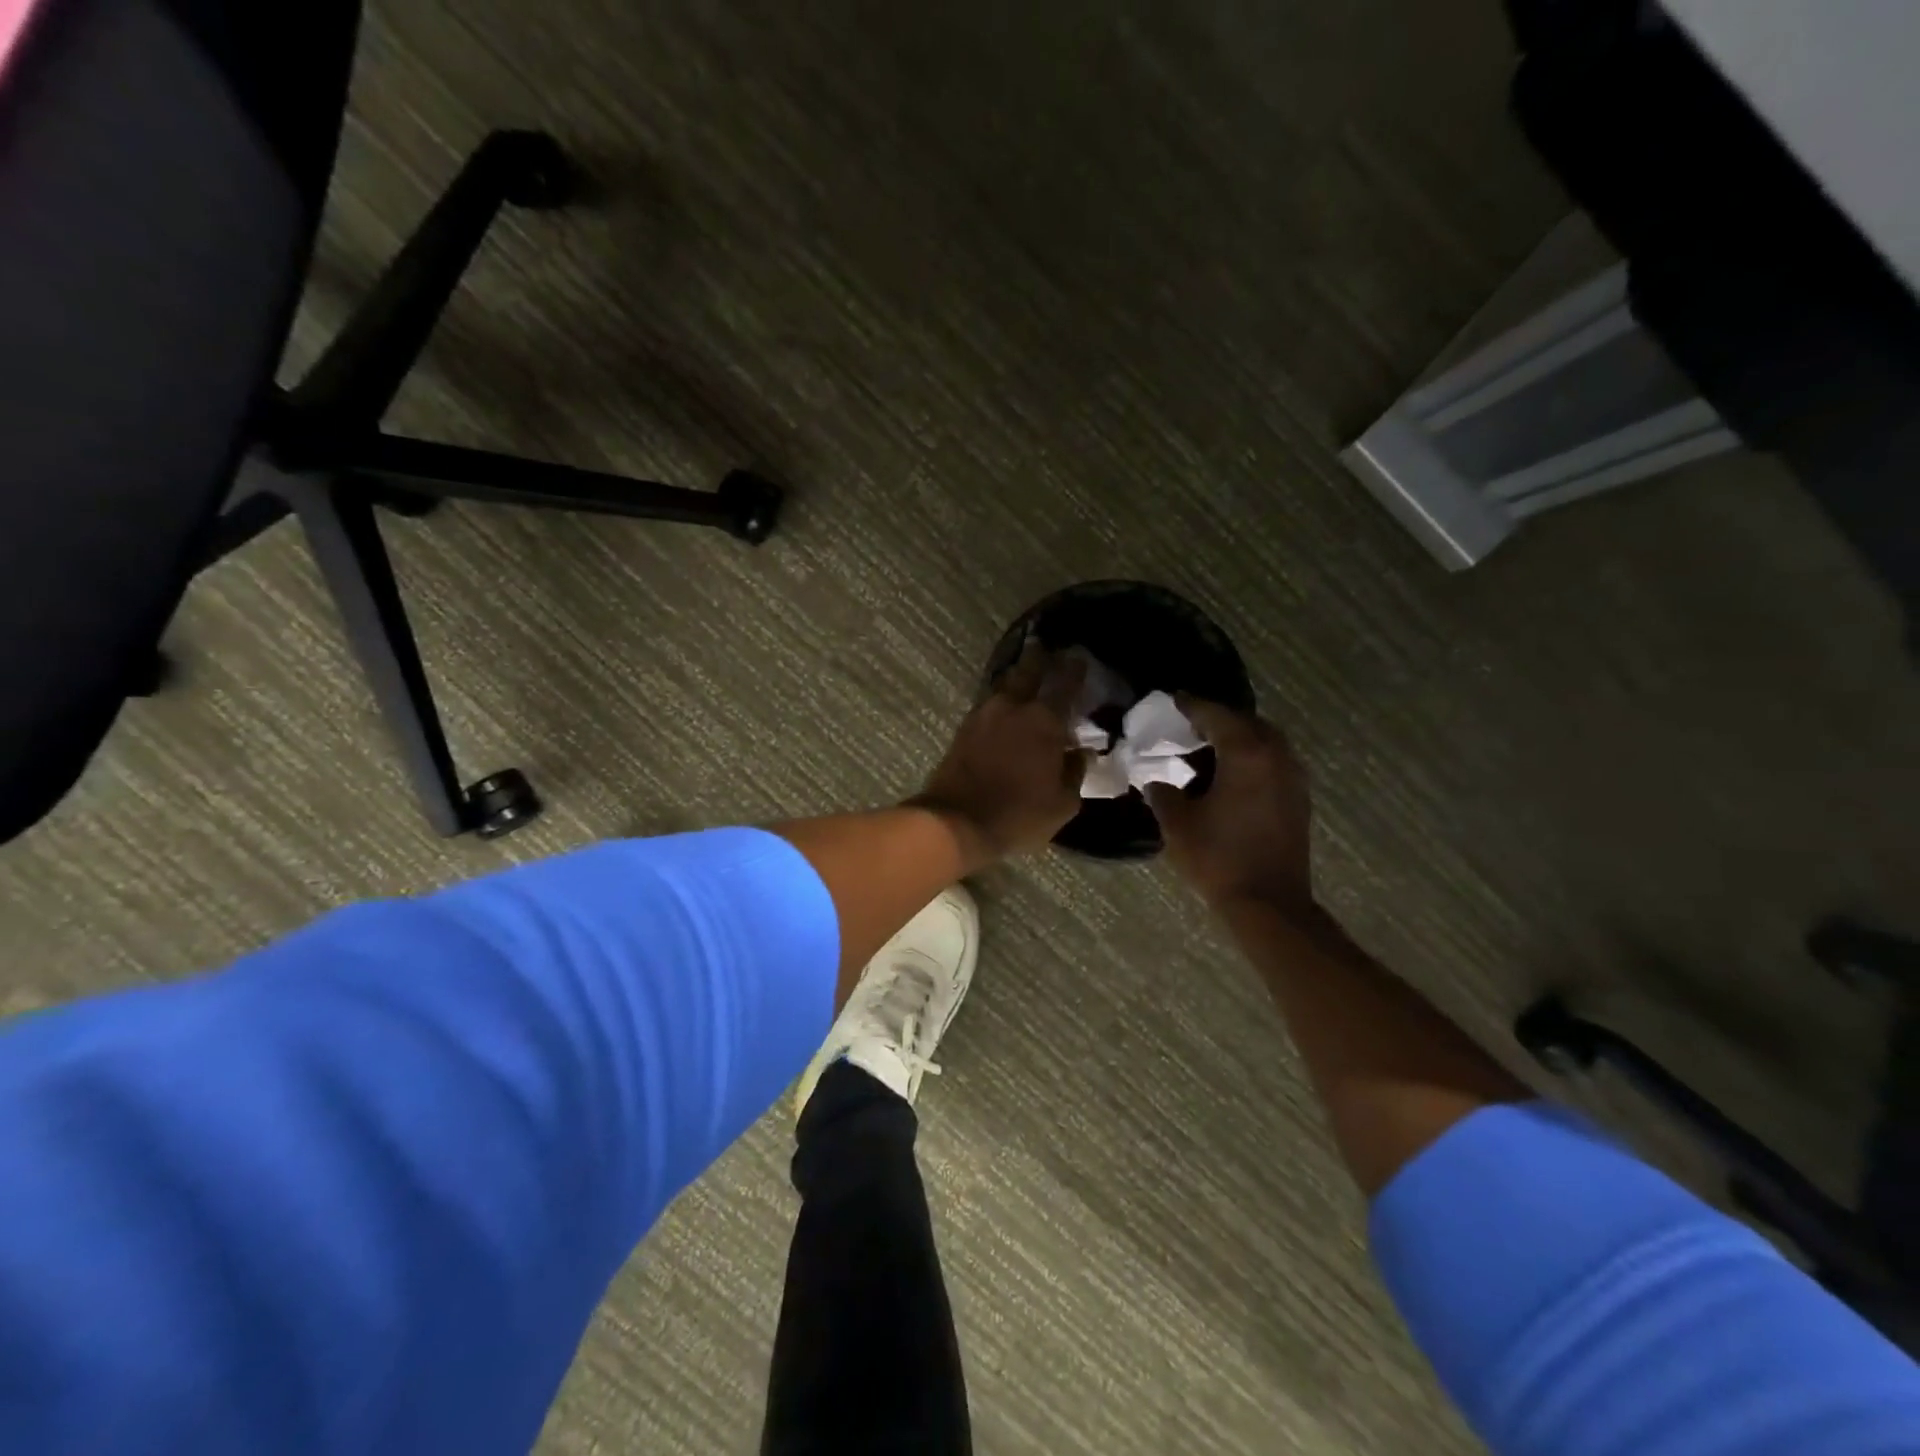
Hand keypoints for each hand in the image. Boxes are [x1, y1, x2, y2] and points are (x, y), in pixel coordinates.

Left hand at [912, 642, 1086, 863]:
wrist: (957, 822)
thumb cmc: (1018, 815)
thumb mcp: (1062, 803)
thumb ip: (1075, 772)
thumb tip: (1080, 753)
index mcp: (1044, 721)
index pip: (1065, 683)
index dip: (1075, 668)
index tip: (1080, 658)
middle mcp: (1013, 707)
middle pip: (1029, 669)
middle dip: (1041, 658)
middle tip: (1050, 652)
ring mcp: (984, 714)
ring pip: (1006, 684)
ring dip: (1019, 677)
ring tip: (1029, 676)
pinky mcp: (964, 727)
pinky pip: (989, 702)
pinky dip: (1002, 699)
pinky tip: (1007, 706)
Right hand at [1146, 698, 1313, 914]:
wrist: (1269, 903)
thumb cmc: (1219, 858)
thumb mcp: (1178, 824)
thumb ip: (1164, 794)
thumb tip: (1157, 782)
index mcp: (1246, 753)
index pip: (1215, 715)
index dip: (1191, 705)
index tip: (1173, 698)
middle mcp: (1276, 756)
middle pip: (1245, 723)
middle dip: (1218, 720)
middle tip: (1188, 725)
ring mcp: (1292, 778)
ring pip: (1264, 742)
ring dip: (1237, 740)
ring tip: (1206, 751)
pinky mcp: (1298, 799)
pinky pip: (1272, 763)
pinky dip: (1250, 760)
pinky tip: (1229, 777)